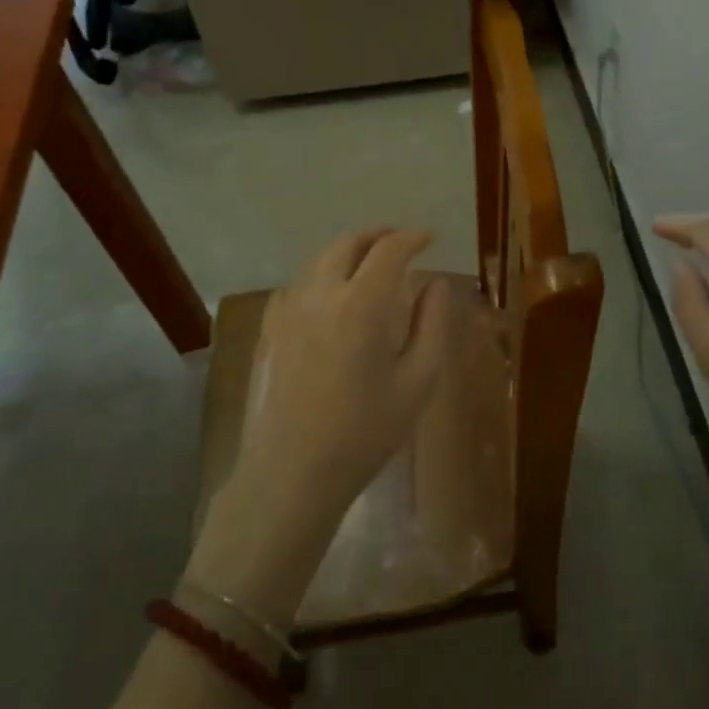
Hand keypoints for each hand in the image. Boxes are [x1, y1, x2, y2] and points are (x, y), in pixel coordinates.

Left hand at [190, 229, 455, 621]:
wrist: (293, 472)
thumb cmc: (366, 431)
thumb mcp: (418, 381)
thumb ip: (433, 324)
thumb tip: (436, 285)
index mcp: (362, 303)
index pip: (389, 250)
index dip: (412, 238)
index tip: (429, 239)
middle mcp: (321, 293)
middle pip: (349, 243)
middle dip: (378, 236)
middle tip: (400, 244)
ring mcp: (290, 308)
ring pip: (320, 259)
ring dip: (349, 251)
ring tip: (370, 264)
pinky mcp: (271, 328)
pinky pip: (299, 283)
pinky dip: (322, 274)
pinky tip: (333, 294)